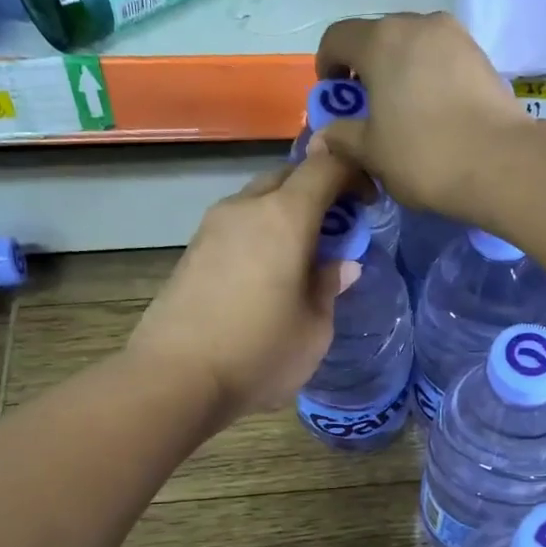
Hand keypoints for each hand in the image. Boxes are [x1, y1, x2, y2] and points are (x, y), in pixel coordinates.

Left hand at [127, 153, 363, 425]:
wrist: (176, 378)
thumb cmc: (260, 353)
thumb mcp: (314, 328)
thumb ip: (330, 287)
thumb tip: (342, 265)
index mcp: (284, 217)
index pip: (325, 167)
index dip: (352, 174)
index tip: (369, 202)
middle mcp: (246, 208)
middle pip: (288, 177)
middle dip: (318, 193)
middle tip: (336, 230)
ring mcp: (212, 227)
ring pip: (258, 200)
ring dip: (285, 214)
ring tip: (301, 255)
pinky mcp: (192, 250)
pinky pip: (237, 225)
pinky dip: (260, 233)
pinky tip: (266, 273)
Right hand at [312, 13, 529, 212]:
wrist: (501, 164)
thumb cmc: (424, 155)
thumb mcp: (372, 153)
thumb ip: (342, 138)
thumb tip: (323, 136)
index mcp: (381, 41)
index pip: (338, 38)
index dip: (327, 65)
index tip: (333, 96)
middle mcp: (418, 24)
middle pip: (378, 37)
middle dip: (366, 68)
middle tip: (368, 108)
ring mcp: (455, 36)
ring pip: (413, 46)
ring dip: (400, 71)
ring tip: (404, 112)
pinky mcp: (482, 56)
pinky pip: (442, 59)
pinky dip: (430, 77)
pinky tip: (435, 114)